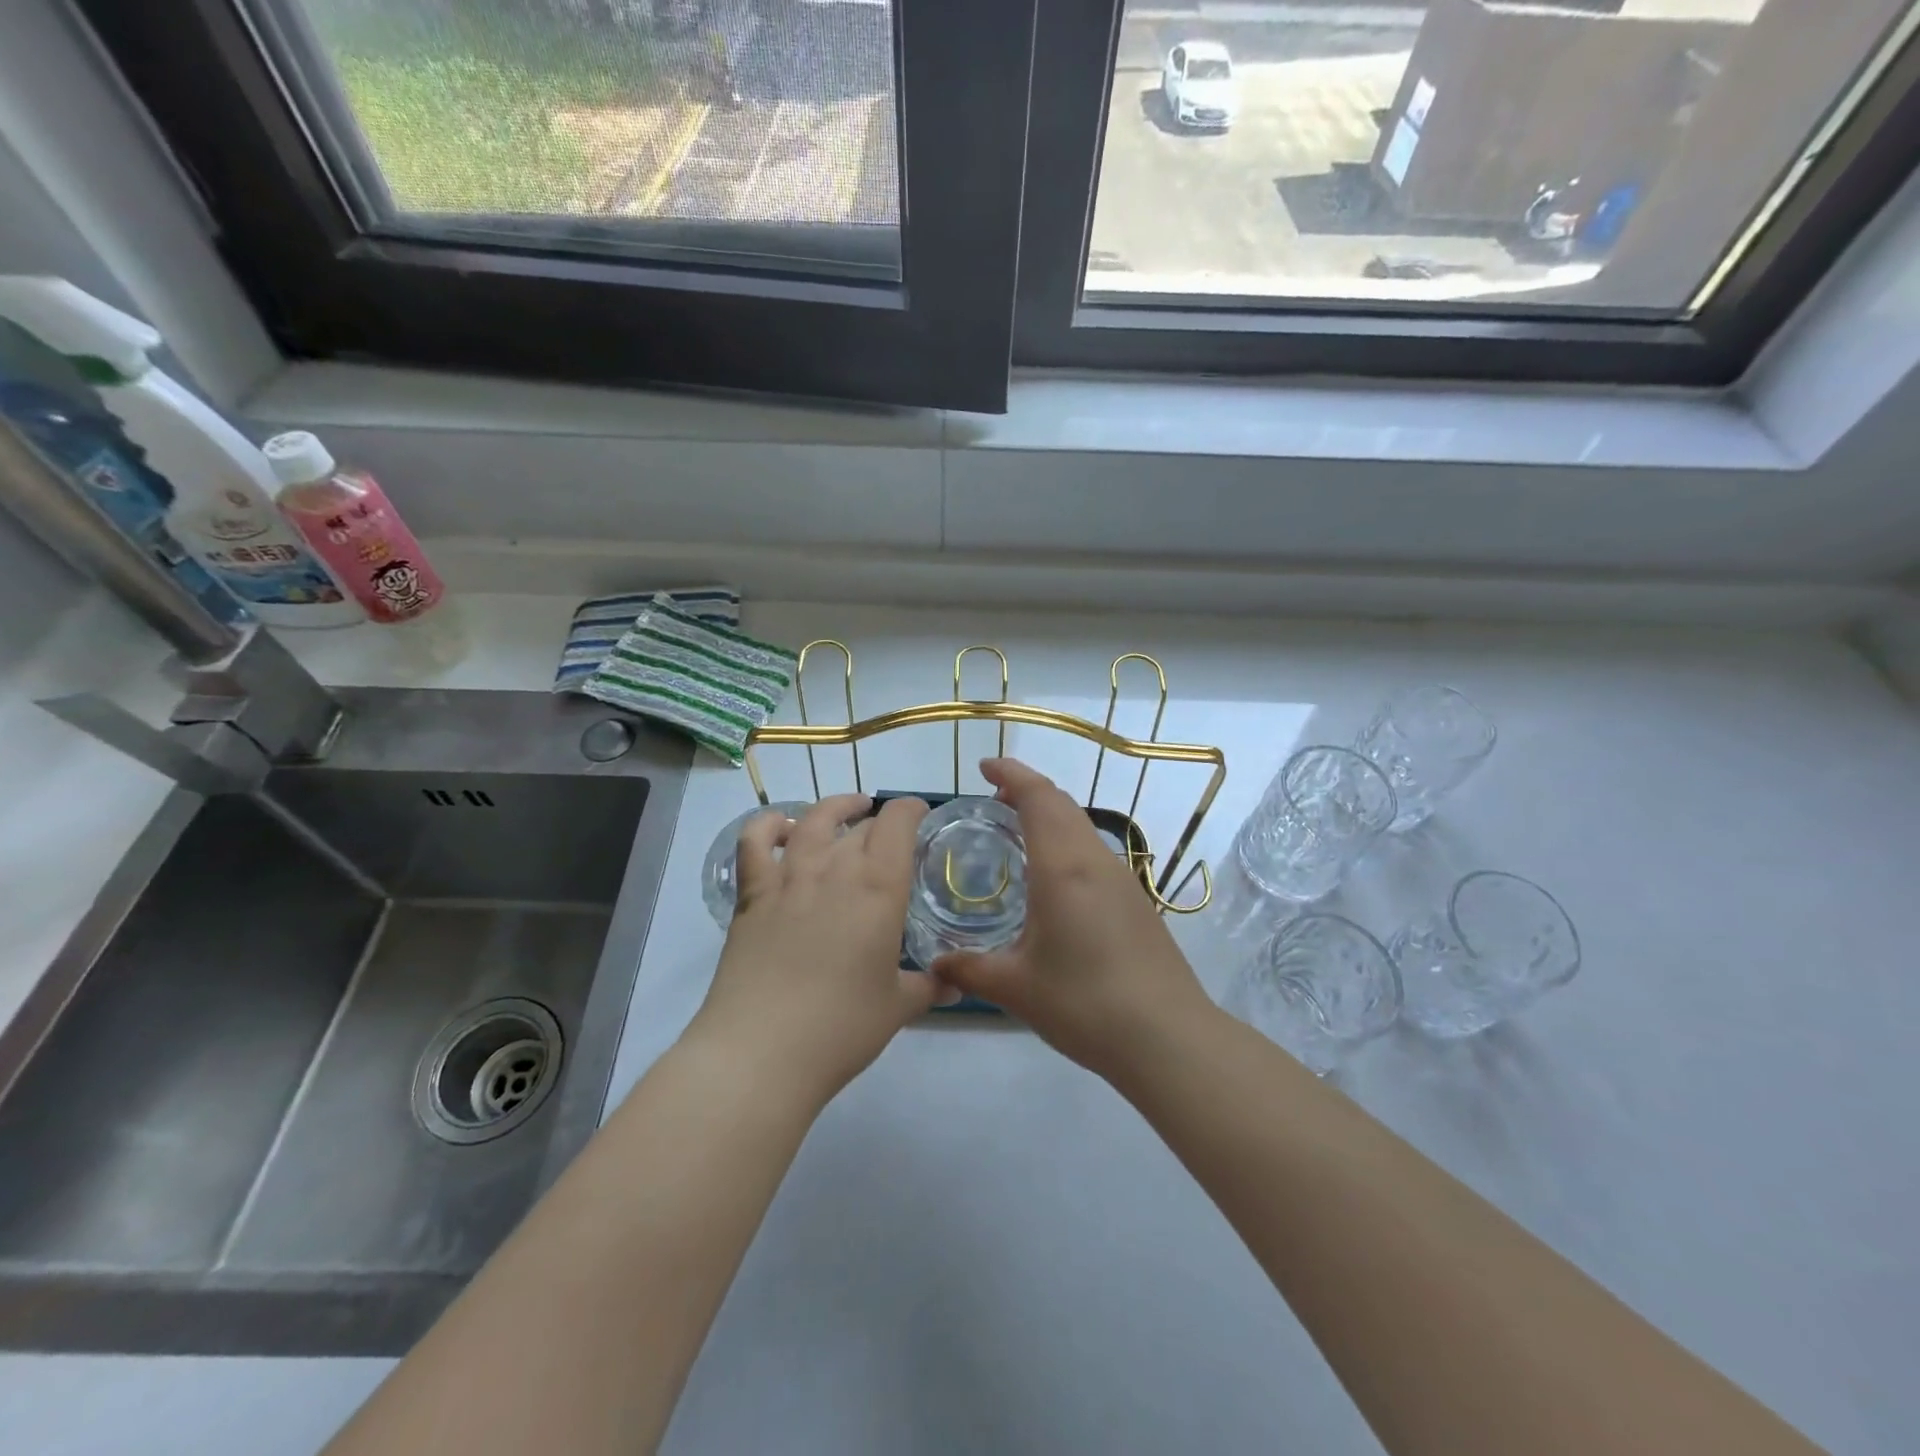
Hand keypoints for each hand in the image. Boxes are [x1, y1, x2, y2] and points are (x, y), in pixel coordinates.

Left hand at [693, 794, 937, 1104]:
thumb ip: (929, 987)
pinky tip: (783, 829)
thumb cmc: (841, 1027)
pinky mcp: (752, 895)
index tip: (920, 815)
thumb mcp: (897, 1007)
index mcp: (880, 887)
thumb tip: (955, 986)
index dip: (911, 809)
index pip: (898, 822)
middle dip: (880, 823)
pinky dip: (769, 825)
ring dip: (834, 808)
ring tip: (847, 810)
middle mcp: (835, 868)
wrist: (762, 1051)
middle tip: (890, 840)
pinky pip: (755, 842)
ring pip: (813, 821)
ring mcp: (789, 877)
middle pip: (861, 824)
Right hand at [931, 759, 1215, 1080]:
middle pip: (1062, 803)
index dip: (1011, 773)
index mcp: (1063, 867)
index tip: (985, 766)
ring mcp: (1122, 879)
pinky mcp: (1136, 900)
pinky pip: (1094, 851)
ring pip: (1081, 826)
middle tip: (992, 798)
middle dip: (1027, 788)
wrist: (1168, 1038)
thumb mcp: (1016, 988)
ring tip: (1017, 832)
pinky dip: (1066, 840)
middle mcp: (1095, 861)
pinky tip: (1052, 878)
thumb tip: (935, 963)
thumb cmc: (1086, 1004)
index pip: (1038, 797)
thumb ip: (969, 969)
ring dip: (1050, 814)